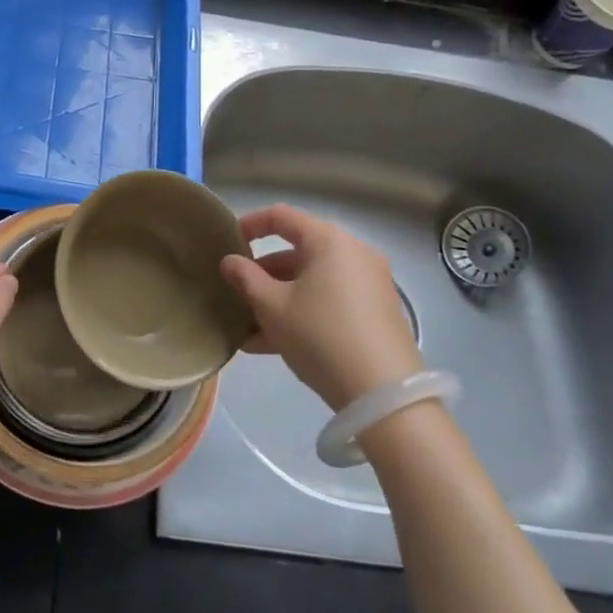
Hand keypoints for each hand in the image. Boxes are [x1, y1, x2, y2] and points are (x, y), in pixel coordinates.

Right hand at [220, 205, 421, 410]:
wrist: (385, 396)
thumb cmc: (320, 335)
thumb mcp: (271, 307)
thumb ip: (245, 278)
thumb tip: (230, 262)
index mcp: (328, 240)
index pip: (281, 216)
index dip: (250, 224)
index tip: (228, 243)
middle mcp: (353, 253)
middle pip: (297, 253)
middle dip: (263, 274)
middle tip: (237, 293)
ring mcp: (370, 284)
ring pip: (312, 283)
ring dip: (279, 300)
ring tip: (249, 329)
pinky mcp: (378, 314)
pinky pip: (330, 302)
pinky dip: (303, 314)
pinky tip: (273, 346)